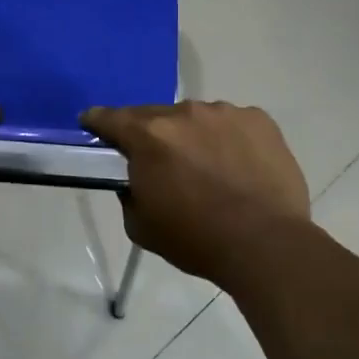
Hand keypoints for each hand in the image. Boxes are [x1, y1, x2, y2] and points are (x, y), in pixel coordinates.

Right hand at [81, 101, 310, 286]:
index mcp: (148, 136)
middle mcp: (183, 113)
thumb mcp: (140, 225)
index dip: (97, 121)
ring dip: (192, 135)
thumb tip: (136, 178)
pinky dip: (228, 138)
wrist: (266, 245)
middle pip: (154, 116)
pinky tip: (238, 166)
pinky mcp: (259, 119)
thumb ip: (129, 192)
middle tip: (160, 161)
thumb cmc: (196, 239)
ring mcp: (224, 112)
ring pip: (196, 118)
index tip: (92, 124)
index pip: (110, 118)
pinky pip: (232, 123)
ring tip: (207, 167)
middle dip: (151, 135)